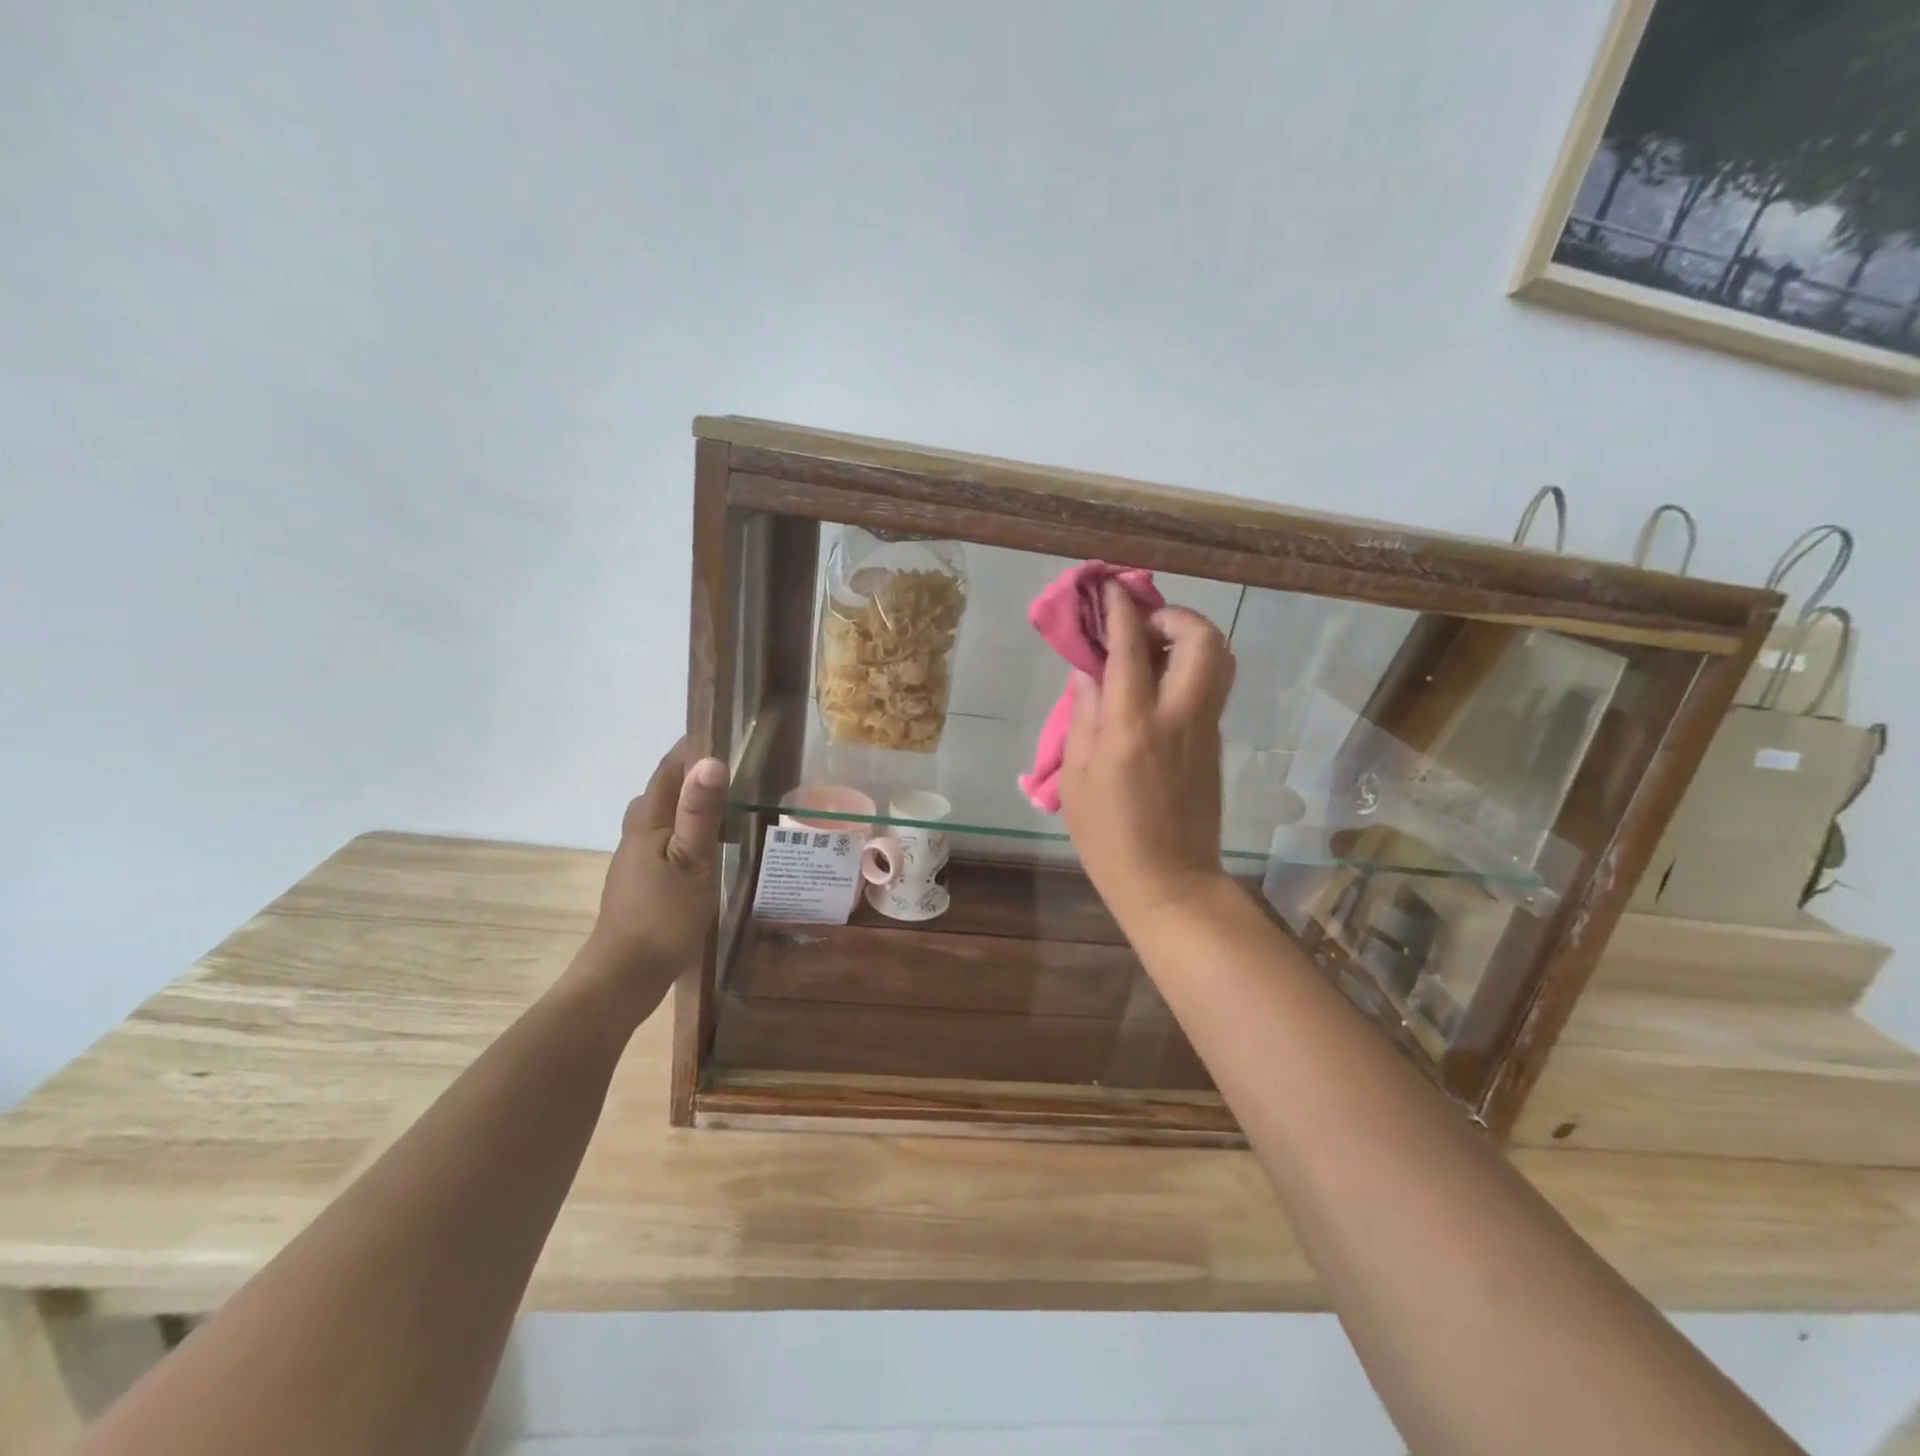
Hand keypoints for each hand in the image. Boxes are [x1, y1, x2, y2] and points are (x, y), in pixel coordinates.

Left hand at [579, 741, 727, 1009]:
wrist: (625, 975)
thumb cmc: (662, 917)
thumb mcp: (692, 862)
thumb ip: (700, 813)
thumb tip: (711, 760)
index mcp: (647, 822)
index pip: (668, 769)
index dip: (692, 748)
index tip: (725, 731)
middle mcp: (636, 834)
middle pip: (662, 791)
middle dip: (692, 774)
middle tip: (734, 769)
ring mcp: (636, 859)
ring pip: (662, 817)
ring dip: (690, 804)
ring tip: (727, 803)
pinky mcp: (642, 881)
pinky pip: (666, 840)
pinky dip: (687, 831)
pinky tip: (707, 847)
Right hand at [1060, 582, 1236, 929]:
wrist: (1170, 881)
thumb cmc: (1108, 837)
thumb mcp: (1075, 780)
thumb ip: (1082, 718)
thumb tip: (1088, 675)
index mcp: (1131, 727)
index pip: (1131, 649)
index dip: (1120, 610)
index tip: (1110, 588)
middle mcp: (1177, 717)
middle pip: (1201, 639)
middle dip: (1174, 615)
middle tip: (1143, 624)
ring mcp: (1204, 728)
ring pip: (1219, 658)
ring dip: (1191, 637)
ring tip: (1155, 650)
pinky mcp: (1216, 742)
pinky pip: (1211, 686)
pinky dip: (1191, 665)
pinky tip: (1160, 683)